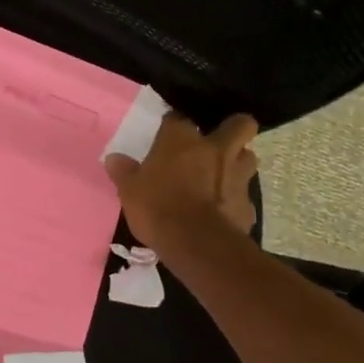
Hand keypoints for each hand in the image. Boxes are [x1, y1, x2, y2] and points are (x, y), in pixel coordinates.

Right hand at [104, 113, 259, 248]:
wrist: (197, 244)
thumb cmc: (157, 208)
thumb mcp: (129, 191)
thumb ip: (124, 172)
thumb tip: (114, 159)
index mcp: (182, 140)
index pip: (178, 119)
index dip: (173, 126)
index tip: (166, 136)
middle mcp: (216, 149)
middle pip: (239, 124)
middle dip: (233, 129)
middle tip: (217, 143)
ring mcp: (237, 175)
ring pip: (249, 156)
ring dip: (239, 162)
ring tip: (223, 175)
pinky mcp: (248, 204)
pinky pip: (245, 195)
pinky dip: (236, 199)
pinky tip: (223, 210)